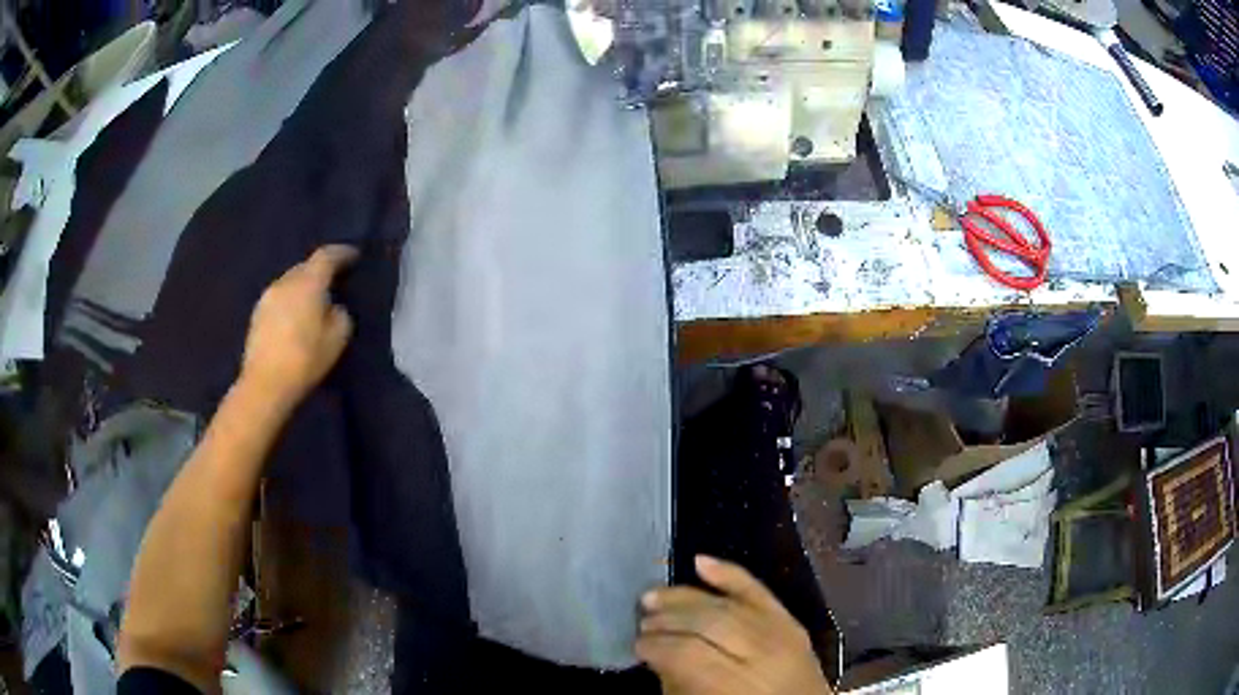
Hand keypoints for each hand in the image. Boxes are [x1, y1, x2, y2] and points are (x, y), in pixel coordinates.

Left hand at [240, 245, 357, 410]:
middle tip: (334, 281)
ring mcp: (268, 296)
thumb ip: (341, 314)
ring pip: (291, 282)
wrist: (265, 384)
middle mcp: (285, 281)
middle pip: (306, 266)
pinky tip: (296, 317)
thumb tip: (334, 306)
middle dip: (321, 270)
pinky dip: (291, 301)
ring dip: (304, 287)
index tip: (354, 256)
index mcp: (308, 282)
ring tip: (314, 301)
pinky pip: (280, 298)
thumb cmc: (305, 359)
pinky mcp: (257, 314)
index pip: (327, 255)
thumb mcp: (337, 338)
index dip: (342, 253)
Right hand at [636, 556, 831, 694]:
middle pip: (709, 622)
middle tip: (642, 621)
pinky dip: (730, 574)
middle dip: (668, 619)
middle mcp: (764, 655)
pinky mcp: (792, 622)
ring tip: (653, 598)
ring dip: (686, 597)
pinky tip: (699, 561)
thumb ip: (680, 684)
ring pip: (728, 604)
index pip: (688, 653)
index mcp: (738, 686)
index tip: (636, 646)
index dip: (656, 646)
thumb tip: (659, 655)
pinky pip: (761, 592)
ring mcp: (783, 634)